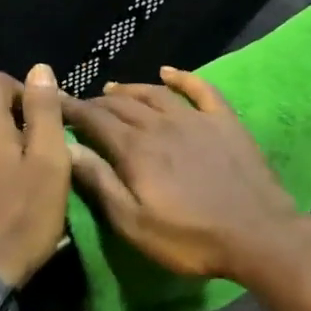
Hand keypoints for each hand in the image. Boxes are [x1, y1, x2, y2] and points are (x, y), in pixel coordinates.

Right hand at [63, 67, 302, 280]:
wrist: (258, 234)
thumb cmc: (190, 238)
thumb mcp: (134, 223)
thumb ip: (100, 183)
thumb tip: (67, 149)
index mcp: (136, 149)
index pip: (94, 119)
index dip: (71, 109)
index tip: (52, 103)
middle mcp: (162, 124)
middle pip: (122, 104)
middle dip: (96, 102)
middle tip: (80, 105)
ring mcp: (196, 119)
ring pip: (155, 93)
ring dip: (131, 89)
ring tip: (113, 89)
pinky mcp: (225, 122)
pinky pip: (200, 89)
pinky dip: (182, 77)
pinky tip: (168, 72)